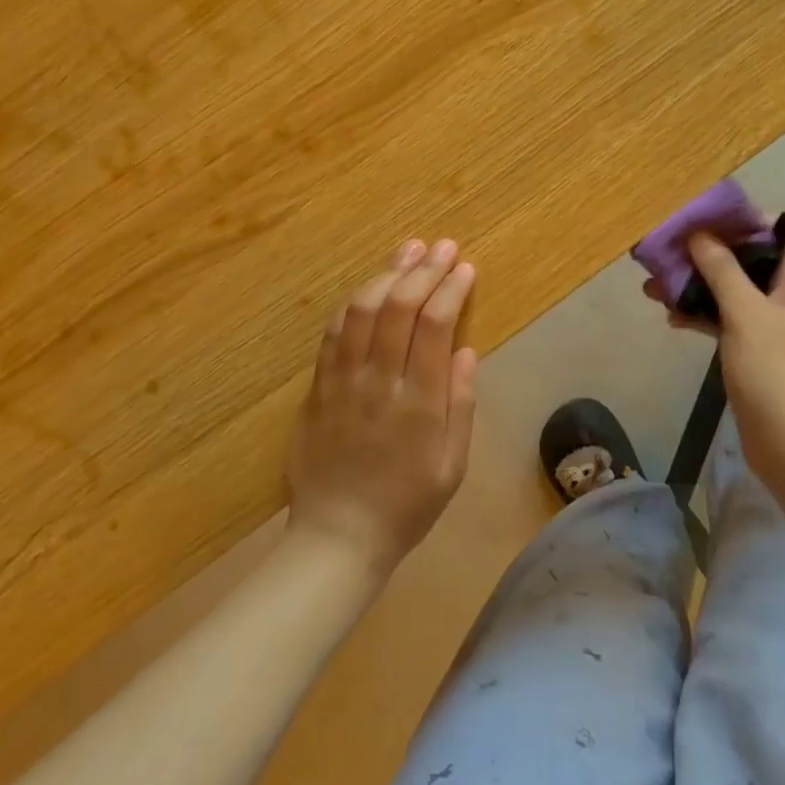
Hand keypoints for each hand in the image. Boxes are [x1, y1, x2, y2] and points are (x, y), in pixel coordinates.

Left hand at [286, 238, 478, 579]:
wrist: (337, 538)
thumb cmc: (406, 505)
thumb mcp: (452, 466)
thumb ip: (461, 405)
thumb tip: (466, 349)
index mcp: (419, 403)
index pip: (435, 325)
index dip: (450, 289)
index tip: (465, 268)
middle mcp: (379, 382)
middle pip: (399, 307)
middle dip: (424, 270)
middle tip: (443, 246)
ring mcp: (342, 381)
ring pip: (361, 310)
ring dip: (388, 274)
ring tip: (409, 251)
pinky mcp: (317, 386)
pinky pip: (333, 332)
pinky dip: (354, 301)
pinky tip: (371, 285)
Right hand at [684, 232, 784, 490]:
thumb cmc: (778, 373)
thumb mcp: (746, 313)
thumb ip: (721, 269)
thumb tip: (700, 233)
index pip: (769, 232)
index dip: (733, 221)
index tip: (692, 217)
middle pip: (744, 261)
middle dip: (703, 255)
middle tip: (662, 252)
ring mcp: (773, 326)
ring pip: (730, 292)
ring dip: (696, 286)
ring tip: (652, 286)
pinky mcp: (757, 353)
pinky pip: (727, 321)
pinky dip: (702, 316)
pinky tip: (671, 318)